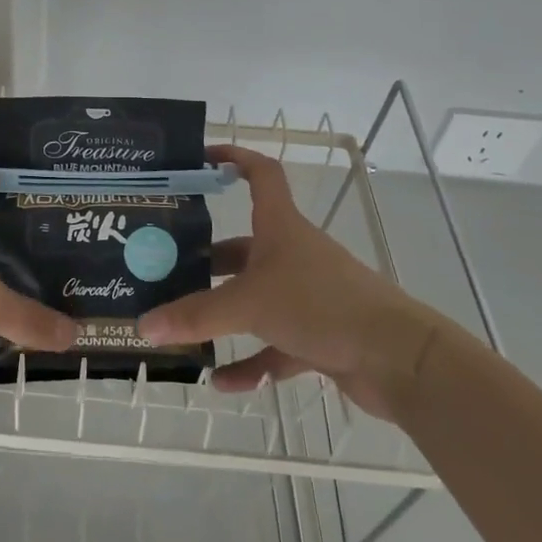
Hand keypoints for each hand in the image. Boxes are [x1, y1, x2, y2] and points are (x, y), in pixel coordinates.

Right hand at [137, 145, 442, 420]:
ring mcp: (307, 297)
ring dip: (223, 315)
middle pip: (243, 247)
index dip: (234, 158)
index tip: (201, 158)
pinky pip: (274, 346)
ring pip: (255, 299)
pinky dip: (250, 362)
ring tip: (182, 328)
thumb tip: (143, 326)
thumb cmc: (321, 305)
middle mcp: (292, 255)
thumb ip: (195, 316)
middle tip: (165, 269)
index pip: (260, 175)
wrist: (398, 359)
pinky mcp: (319, 336)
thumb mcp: (249, 304)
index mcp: (280, 228)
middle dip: (206, 259)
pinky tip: (222, 382)